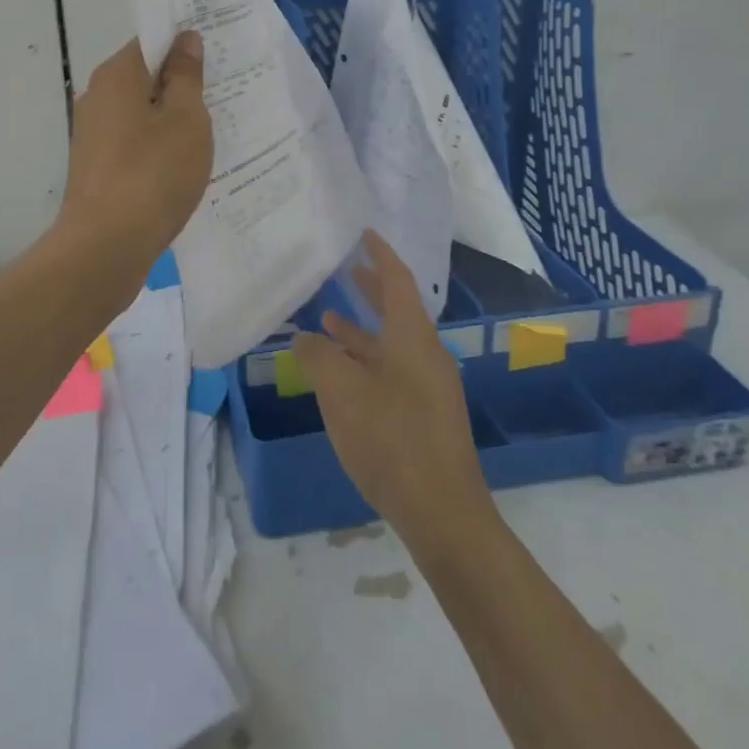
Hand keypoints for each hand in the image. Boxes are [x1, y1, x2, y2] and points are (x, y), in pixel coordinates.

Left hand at [57, 33, 212, 263]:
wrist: (105, 247)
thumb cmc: (152, 174)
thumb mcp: (185, 120)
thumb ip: (186, 76)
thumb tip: (184, 40)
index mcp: (116, 76)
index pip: (151, 41)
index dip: (184, 43)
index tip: (218, 54)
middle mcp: (97, 97)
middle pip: (145, 77)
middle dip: (181, 83)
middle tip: (224, 93)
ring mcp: (93, 134)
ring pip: (140, 112)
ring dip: (172, 118)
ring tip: (212, 130)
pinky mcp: (96, 166)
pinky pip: (134, 141)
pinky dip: (158, 145)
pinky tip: (184, 164)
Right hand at [293, 233, 492, 551]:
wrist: (443, 514)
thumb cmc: (392, 440)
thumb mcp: (342, 393)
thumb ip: (319, 358)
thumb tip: (304, 338)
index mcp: (413, 338)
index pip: (398, 281)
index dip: (380, 255)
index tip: (365, 234)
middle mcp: (426, 355)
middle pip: (398, 310)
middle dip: (371, 289)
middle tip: (346, 271)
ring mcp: (429, 387)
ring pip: (392, 344)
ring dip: (362, 331)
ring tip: (327, 322)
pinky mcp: (425, 415)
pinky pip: (392, 371)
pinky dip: (366, 362)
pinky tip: (341, 376)